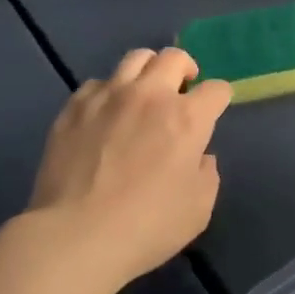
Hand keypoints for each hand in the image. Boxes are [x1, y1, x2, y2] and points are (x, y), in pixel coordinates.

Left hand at [29, 48, 230, 290]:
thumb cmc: (146, 226)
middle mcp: (150, 95)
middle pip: (174, 57)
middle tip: (181, 91)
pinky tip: (105, 115)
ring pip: (135, 58)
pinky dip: (108, 93)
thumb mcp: (198, 210)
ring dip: (148, 71)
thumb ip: (206, 174)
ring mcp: (109, 96)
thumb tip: (199, 156)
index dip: (219, 98)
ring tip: (144, 92)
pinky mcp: (75, 107)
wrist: (74, 236)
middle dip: (185, 69)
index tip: (214, 111)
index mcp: (186, 118)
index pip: (216, 89)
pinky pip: (97, 84)